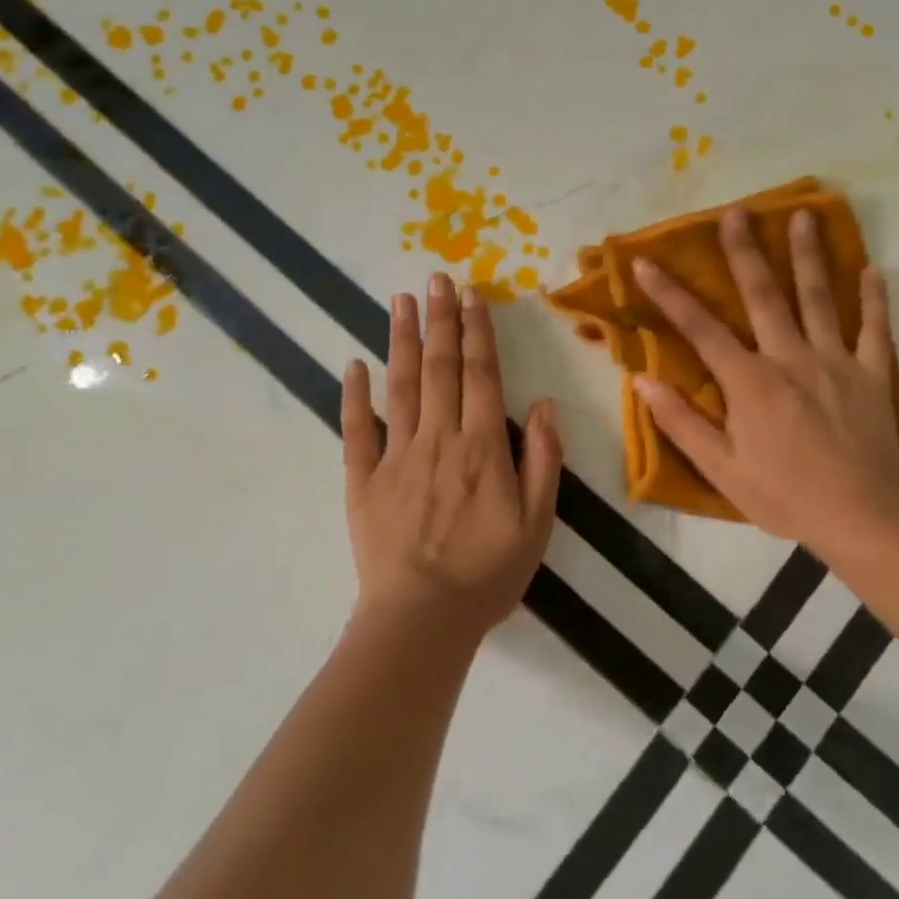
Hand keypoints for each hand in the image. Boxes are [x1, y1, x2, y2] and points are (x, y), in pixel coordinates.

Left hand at [341, 273, 561, 641]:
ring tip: (401, 299)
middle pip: (439, 367)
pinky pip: (357, 429)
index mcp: (481, 447)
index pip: (480, 375)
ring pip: (400, 385)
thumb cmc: (487, 574)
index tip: (473, 295)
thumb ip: (542, 461)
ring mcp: (396, 455)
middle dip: (440, 319)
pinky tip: (353, 363)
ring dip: (401, 339)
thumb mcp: (537, 524)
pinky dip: (354, 394)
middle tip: (437, 277)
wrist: (421, 620)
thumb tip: (544, 406)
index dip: (478, 332)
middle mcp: (438, 438)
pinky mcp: (363, 479)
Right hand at [631, 206, 898, 555]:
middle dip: (745, 251)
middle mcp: (790, 358)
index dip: (669, 294)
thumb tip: (642, 382)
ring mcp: (835, 361)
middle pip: (764, 295)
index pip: (701, 328)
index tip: (646, 262)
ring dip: (808, 255)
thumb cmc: (786, 495)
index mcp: (750, 381)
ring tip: (803, 215)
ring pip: (819, 298)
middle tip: (735, 211)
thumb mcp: (722, 470)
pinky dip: (874, 298)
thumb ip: (682, 423)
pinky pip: (874, 329)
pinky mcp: (871, 374)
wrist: (862, 518)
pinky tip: (874, 269)